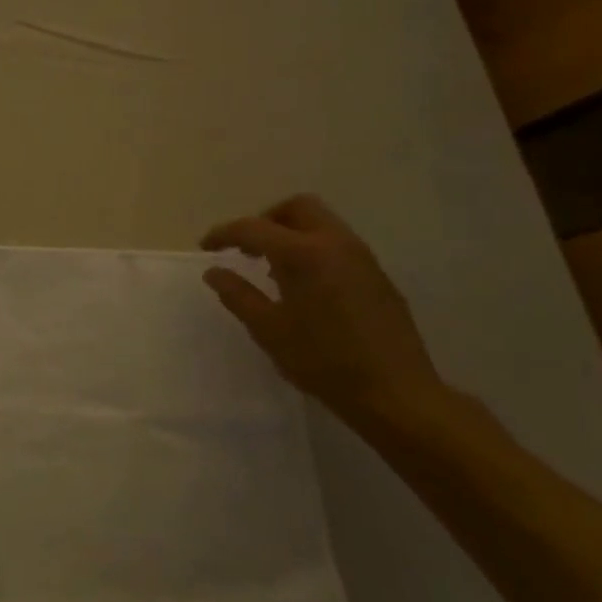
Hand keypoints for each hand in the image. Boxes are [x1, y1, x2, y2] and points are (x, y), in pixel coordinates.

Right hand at [201, 195, 451, 431]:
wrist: (395, 394)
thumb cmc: (323, 361)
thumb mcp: (268, 329)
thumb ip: (237, 294)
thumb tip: (214, 271)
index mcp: (303, 254)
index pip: (253, 227)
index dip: (224, 234)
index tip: (206, 248)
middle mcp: (335, 244)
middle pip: (297, 208)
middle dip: (266, 220)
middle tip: (247, 248)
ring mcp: (362, 258)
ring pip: (322, 223)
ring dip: (292, 234)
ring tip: (272, 269)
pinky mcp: (378, 276)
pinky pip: (338, 245)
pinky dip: (314, 250)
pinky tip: (305, 287)